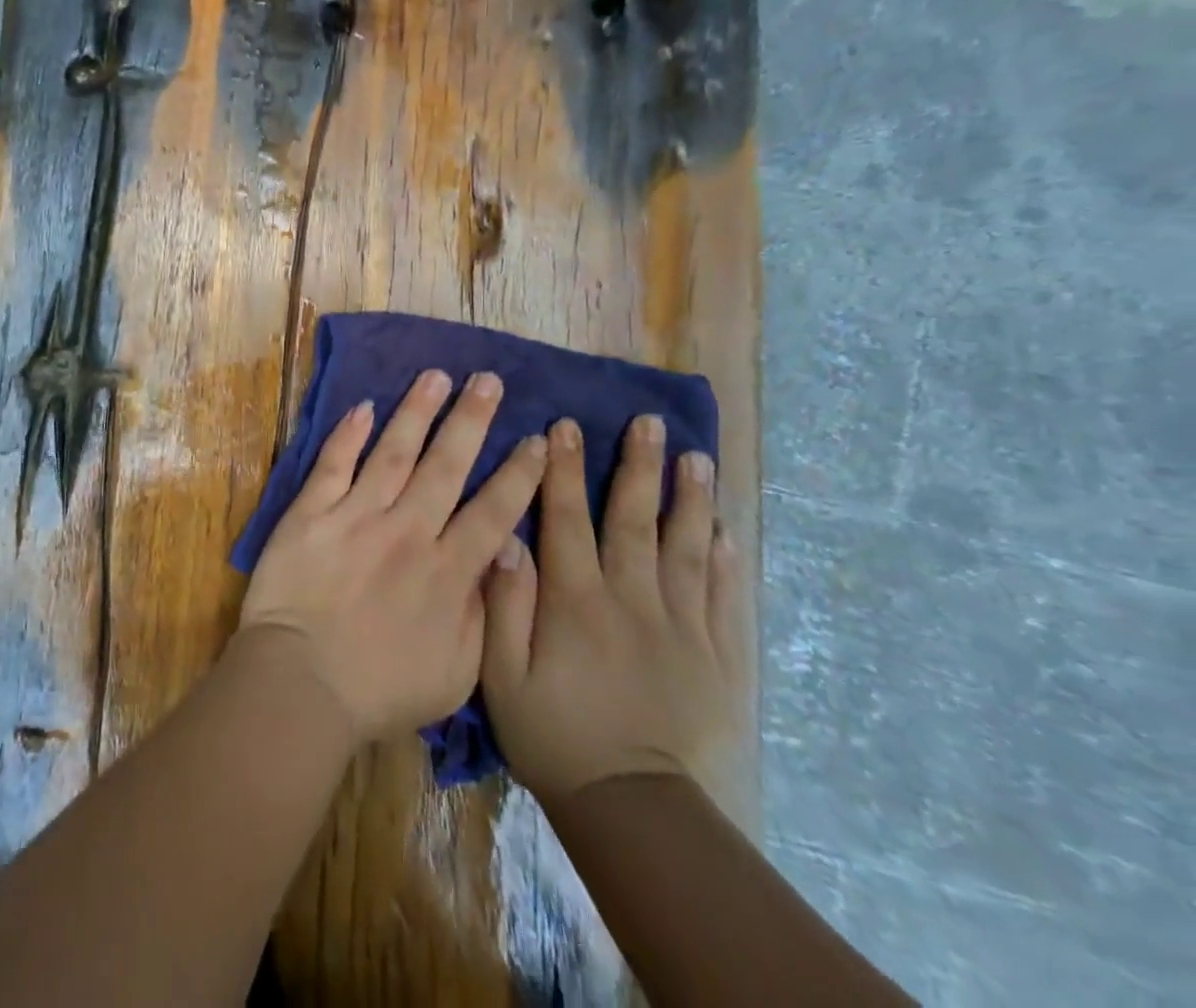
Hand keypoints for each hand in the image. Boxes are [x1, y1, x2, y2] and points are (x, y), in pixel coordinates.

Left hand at [237, 370, 547, 747]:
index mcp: (447, 571)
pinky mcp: (311, 513)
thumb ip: (485, 613)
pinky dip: (349, 434)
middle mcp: (407, 531)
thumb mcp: (457, 673)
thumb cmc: (380, 689)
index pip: (493, 510)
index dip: (520, 473)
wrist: (301, 684)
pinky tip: (364, 407)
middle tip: (488, 380)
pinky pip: (334, 464)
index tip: (539, 438)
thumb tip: (502, 558)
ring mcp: (356, 516)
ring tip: (436, 376)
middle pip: (446, 465)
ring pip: (394, 452)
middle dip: (471, 420)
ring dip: (417, 411)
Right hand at [481, 415, 745, 803]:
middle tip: (649, 422)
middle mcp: (630, 597)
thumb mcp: (502, 674)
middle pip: (634, 519)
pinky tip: (725, 530)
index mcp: (575, 598)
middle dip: (638, 466)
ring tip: (697, 458)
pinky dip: (723, 559)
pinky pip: (720, 596)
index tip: (565, 426)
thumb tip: (507, 539)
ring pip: (685, 548)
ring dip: (689, 499)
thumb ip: (503, 604)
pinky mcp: (713, 655)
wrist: (632, 804)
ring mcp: (679, 624)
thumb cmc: (553, 733)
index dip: (562, 468)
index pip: (566, 517)